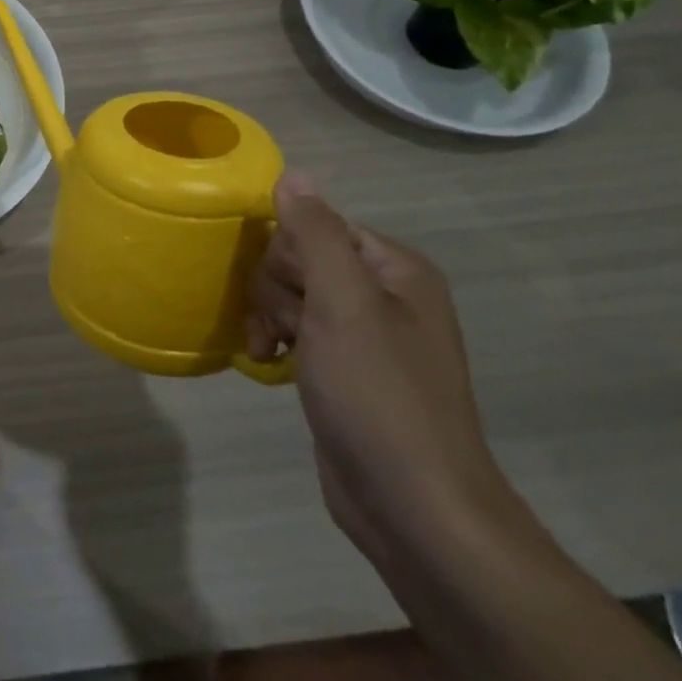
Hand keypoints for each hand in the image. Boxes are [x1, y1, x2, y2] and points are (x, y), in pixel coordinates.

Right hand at [246, 174, 511, 560]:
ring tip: (270, 351)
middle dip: (276, 290)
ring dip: (269, 316)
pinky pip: (296, 330)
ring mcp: (365, 335)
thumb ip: (316, 234)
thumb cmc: (379, 395)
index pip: (317, 225)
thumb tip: (293, 173)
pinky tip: (267, 362)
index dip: (289, 255)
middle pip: (300, 259)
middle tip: (285, 330)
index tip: (287, 294)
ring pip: (291, 294)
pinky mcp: (345, 369)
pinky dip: (276, 340)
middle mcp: (384, 294)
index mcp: (395, 269)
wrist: (413, 507)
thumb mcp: (343, 304)